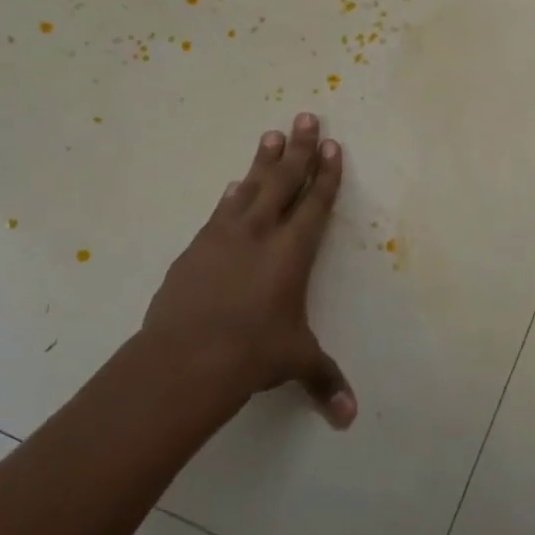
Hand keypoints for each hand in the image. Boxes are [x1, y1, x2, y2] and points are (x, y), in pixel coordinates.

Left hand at [137, 114, 356, 427]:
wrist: (185, 359)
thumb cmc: (252, 354)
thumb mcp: (295, 362)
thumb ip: (324, 381)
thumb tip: (349, 418)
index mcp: (293, 252)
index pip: (315, 204)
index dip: (325, 174)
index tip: (331, 145)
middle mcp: (261, 234)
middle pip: (284, 181)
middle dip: (298, 149)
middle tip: (305, 116)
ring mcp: (224, 237)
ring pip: (249, 188)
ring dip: (263, 162)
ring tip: (271, 135)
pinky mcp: (196, 248)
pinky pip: (219, 212)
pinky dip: (231, 196)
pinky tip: (232, 186)